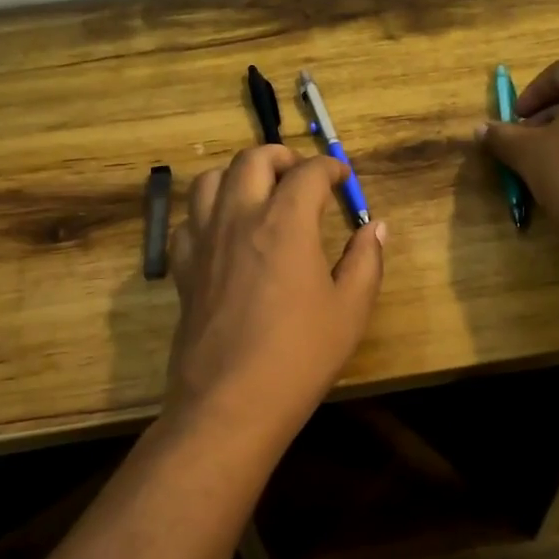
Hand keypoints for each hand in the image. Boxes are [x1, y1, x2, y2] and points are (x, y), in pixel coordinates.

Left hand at [164, 146, 386, 451]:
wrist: (231, 402)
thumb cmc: (300, 356)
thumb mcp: (351, 310)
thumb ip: (366, 260)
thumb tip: (375, 227)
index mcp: (285, 223)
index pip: (308, 172)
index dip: (330, 168)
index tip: (342, 178)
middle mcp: (239, 219)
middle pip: (252, 160)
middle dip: (281, 156)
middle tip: (301, 174)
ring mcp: (204, 242)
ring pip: (209, 181)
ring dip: (237, 176)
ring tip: (259, 193)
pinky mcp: (183, 269)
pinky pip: (187, 223)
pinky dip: (207, 214)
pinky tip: (224, 234)